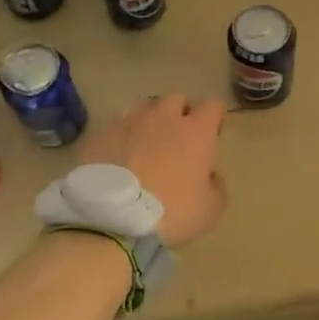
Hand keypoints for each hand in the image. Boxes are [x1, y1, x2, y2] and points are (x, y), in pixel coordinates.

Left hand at [80, 95, 227, 247]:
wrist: (112, 219)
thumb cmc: (171, 213)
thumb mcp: (210, 211)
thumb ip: (216, 187)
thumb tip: (211, 176)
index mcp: (195, 131)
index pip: (213, 106)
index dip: (215, 118)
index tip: (213, 135)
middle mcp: (164, 118)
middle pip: (177, 100)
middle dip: (181, 114)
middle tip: (179, 140)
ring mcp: (130, 123)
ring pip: (145, 108)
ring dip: (151, 121)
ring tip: (147, 145)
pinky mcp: (102, 134)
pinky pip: (118, 125)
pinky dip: (124, 136)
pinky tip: (121, 156)